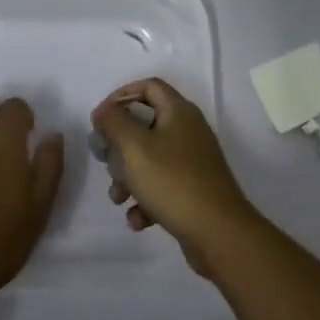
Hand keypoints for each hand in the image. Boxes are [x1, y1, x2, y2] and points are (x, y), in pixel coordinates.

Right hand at [91, 78, 263, 276]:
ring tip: (119, 198)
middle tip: (106, 161)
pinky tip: (138, 219)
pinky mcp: (193, 190)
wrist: (219, 233)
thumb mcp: (134, 147)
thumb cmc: (172, 181)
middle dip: (120, 145)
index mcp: (179, 112)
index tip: (100, 119)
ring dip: (128, 178)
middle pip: (145, 125)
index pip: (148, 86)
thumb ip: (114, 122)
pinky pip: (162, 186)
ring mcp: (193, 162)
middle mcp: (188, 131)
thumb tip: (103, 111)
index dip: (121, 96)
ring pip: (150, 159)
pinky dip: (146, 200)